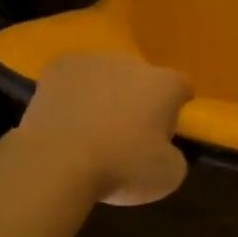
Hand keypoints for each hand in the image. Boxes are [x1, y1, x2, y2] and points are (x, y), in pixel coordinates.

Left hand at [18, 54, 192, 206]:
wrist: (56, 162)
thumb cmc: (120, 168)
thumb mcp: (168, 176)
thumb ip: (175, 155)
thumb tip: (165, 149)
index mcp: (164, 84)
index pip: (181, 88)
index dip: (175, 110)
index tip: (163, 134)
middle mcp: (132, 62)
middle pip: (142, 79)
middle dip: (138, 100)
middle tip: (126, 134)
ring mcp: (93, 60)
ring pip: (106, 75)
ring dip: (105, 94)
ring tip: (90, 129)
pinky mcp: (59, 66)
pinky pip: (74, 78)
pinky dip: (73, 94)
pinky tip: (65, 120)